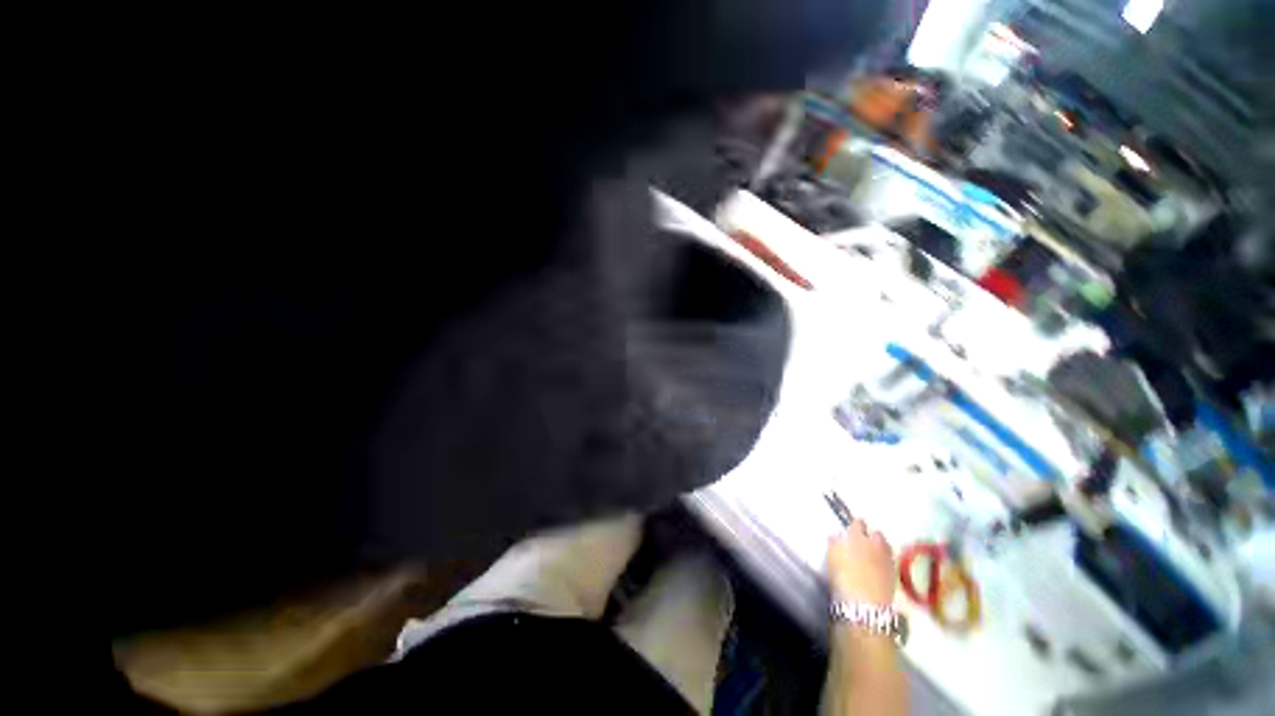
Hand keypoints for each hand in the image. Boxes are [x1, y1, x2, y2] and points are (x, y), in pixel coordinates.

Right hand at [827, 519, 895, 604]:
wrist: (864, 606)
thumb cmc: (842, 579)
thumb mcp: (832, 558)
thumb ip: (835, 543)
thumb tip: (837, 536)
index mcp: (857, 537)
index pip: (858, 523)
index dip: (855, 526)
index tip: (851, 530)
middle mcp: (875, 545)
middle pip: (876, 534)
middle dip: (871, 536)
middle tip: (863, 543)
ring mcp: (887, 559)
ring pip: (886, 547)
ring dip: (880, 548)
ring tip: (872, 555)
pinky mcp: (895, 574)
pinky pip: (890, 560)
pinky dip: (885, 561)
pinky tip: (878, 568)